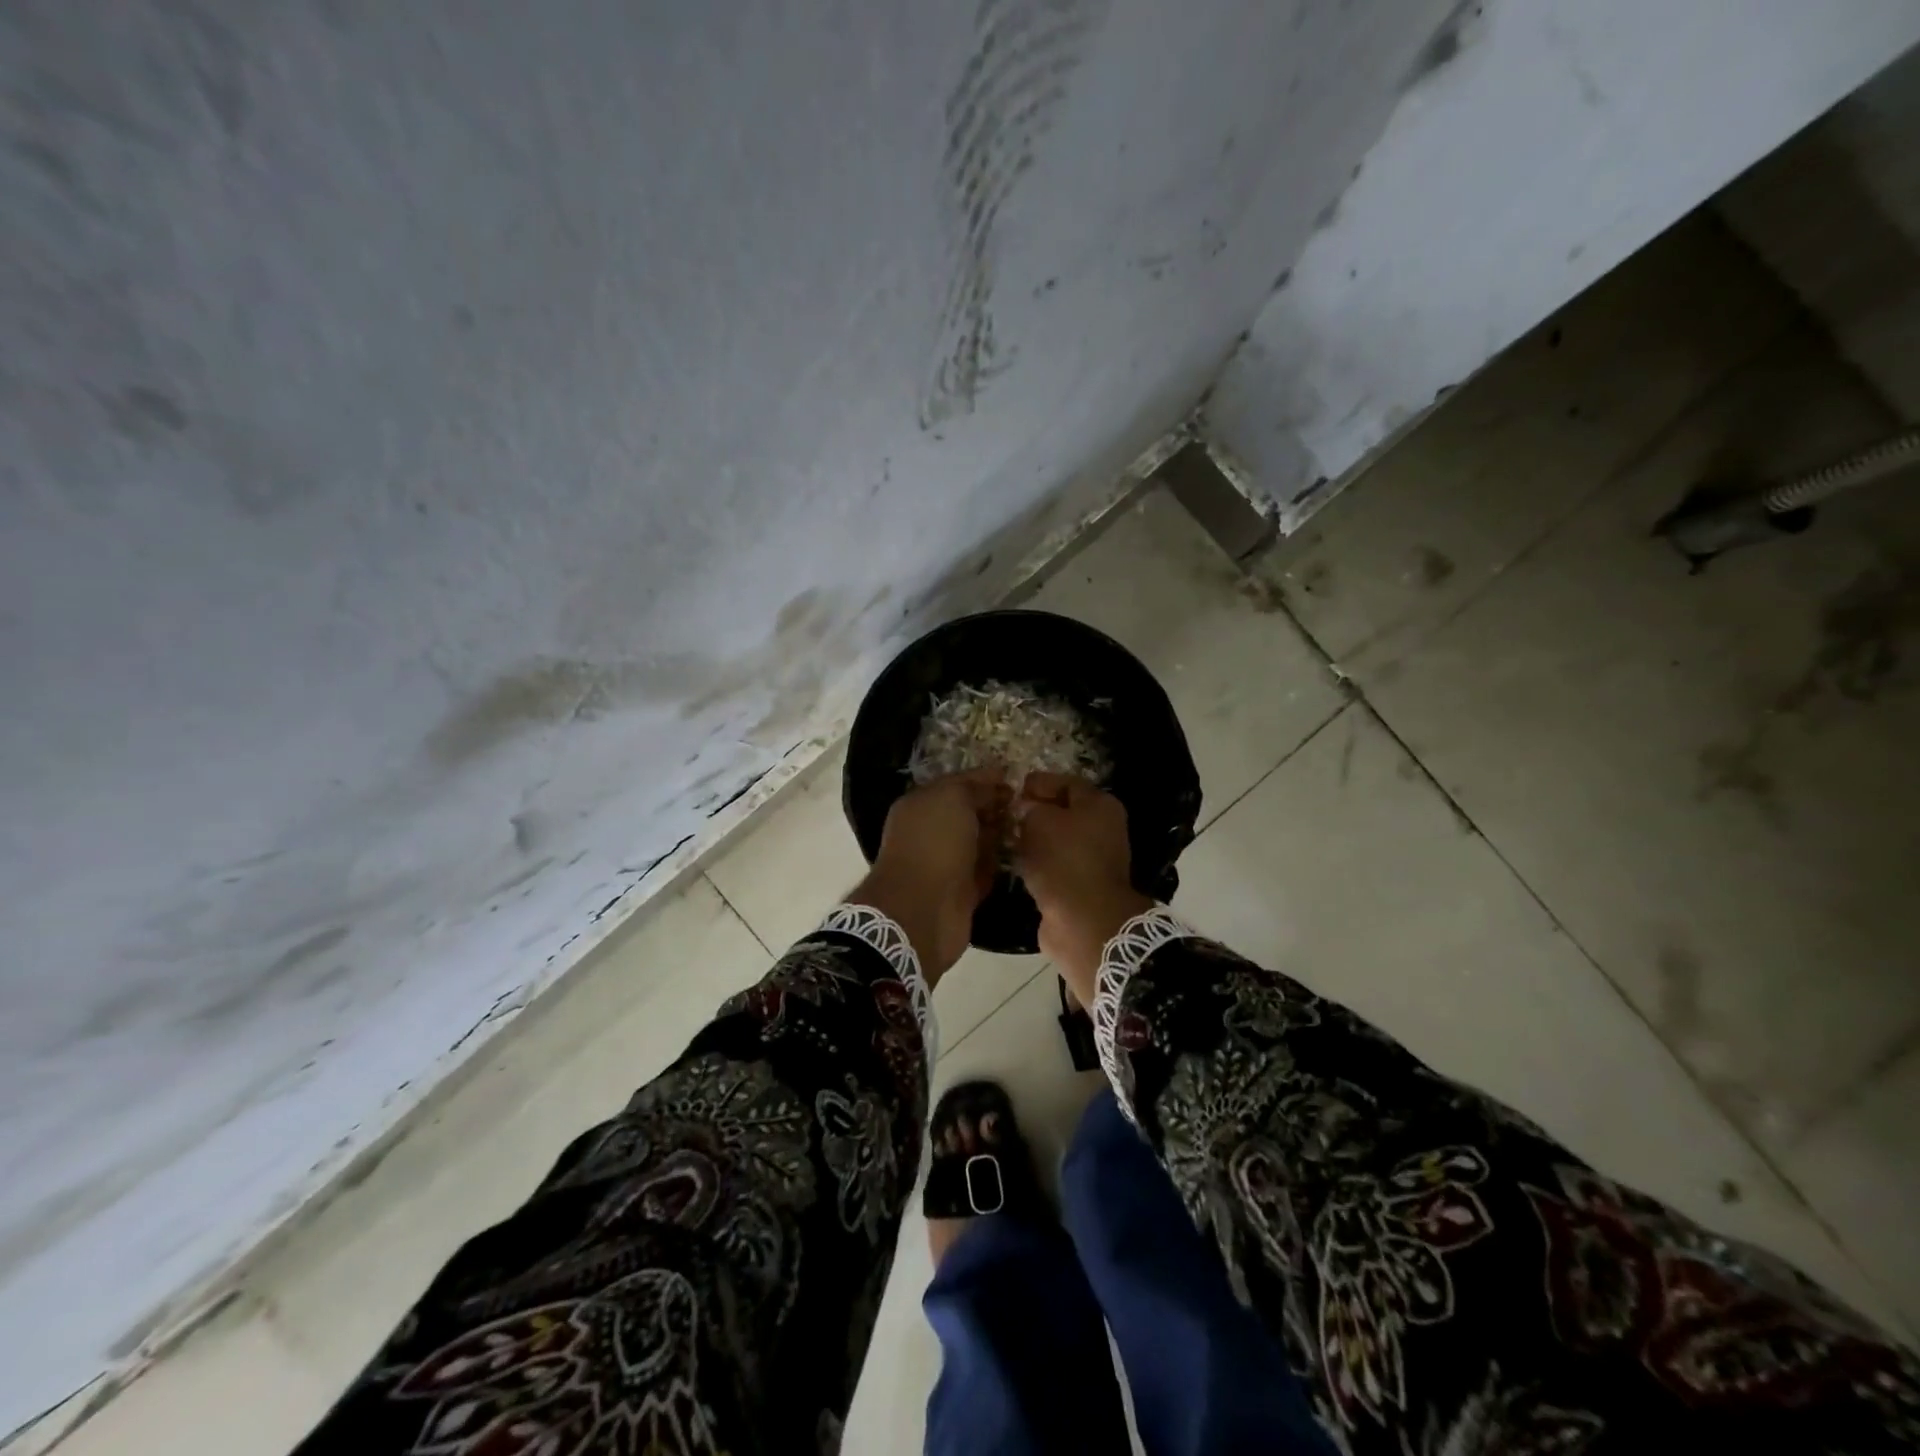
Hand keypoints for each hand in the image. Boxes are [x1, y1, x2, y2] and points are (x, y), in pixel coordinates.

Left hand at [848, 770, 1010, 982]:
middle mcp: (930, 831)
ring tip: (1032, 828)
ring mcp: (945, 862)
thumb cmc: (934, 844)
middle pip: (969, 813)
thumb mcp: (953, 799)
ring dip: (1001, 836)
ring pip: (979, 842)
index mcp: (921, 804)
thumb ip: (973, 787)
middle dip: (996, 807)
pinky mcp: (960, 891)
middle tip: (1028, 805)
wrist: (923, 910)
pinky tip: (1022, 855)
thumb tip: (995, 784)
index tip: (1016, 779)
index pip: (958, 784)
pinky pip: (984, 870)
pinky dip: (999, 864)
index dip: (986, 779)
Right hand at [1012, 773, 1152, 1004]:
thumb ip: (1030, 807)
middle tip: (1004, 814)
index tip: (1010, 789)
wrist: (1083, 921)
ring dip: (1033, 840)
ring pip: (1057, 841)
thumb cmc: (1063, 860)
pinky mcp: (1081, 886)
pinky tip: (1015, 863)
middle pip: (1063, 812)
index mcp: (1099, 805)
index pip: (1065, 782)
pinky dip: (1037, 864)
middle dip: (1033, 812)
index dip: (1037, 783)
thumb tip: (1026, 809)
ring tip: (1004, 838)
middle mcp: (1102, 829)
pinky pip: (1054, 866)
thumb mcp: (1040, 820)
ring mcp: (1093, 860)